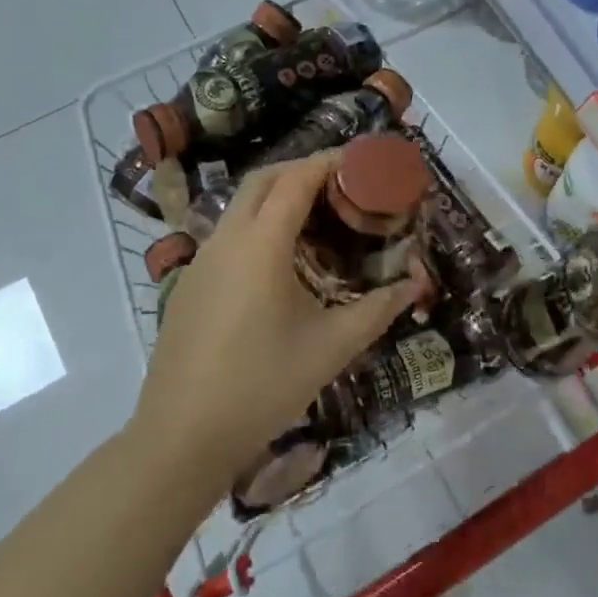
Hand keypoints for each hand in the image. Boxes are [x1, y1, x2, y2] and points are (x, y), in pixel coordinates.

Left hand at [132, 152, 419, 496]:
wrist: (182, 437)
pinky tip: (282, 262)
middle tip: (344, 183)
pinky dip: (259, 224)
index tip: (363, 160)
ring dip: (279, 196)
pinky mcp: (190, 284)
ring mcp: (202, 261)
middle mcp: (226, 240)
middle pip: (264, 179)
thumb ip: (378, 309)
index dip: (331, 161)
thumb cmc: (264, 385)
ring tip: (320, 218)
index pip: (297, 179)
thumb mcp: (332, 346)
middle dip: (304, 169)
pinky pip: (229, 234)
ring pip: (242, 206)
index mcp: (261, 245)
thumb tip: (415, 284)